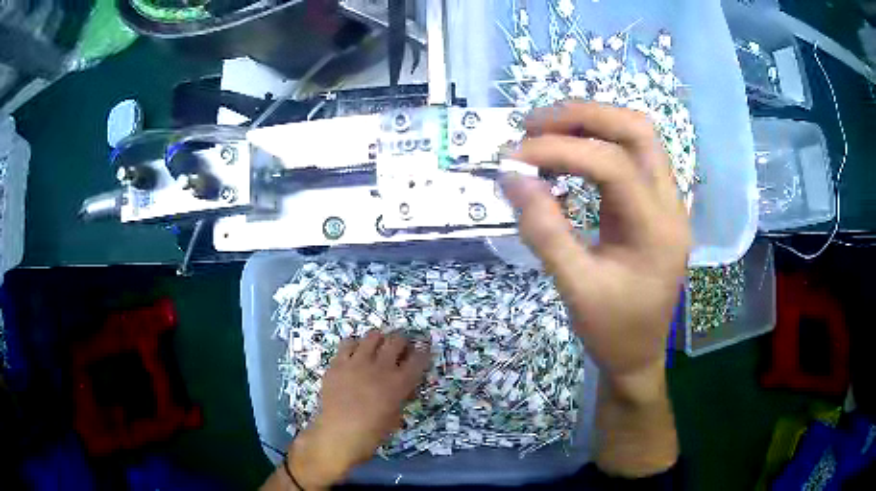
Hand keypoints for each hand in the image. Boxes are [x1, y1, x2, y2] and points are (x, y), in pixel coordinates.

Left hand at [288, 331, 430, 488]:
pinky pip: (348, 343)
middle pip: (396, 340)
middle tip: (399, 347)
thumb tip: (404, 385)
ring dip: (379, 340)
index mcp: (399, 383)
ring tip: (377, 347)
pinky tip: (354, 354)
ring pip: (372, 336)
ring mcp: (357, 363)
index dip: (423, 351)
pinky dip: (355, 345)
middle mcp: (381, 367)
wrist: (340, 434)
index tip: (422, 349)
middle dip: (402, 341)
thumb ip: (401, 395)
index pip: (418, 358)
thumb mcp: (396, 415)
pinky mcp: (338, 363)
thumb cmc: (373, 432)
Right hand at [502, 101, 687, 475]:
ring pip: (638, 136)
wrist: (639, 355)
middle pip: (638, 130)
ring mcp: (666, 201)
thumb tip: (512, 177)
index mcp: (658, 230)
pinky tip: (566, 157)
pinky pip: (631, 155)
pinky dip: (596, 143)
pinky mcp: (654, 204)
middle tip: (533, 126)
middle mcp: (670, 205)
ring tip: (546, 134)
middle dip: (583, 117)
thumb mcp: (575, 288)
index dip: (562, 150)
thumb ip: (544, 231)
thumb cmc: (612, 330)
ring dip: (591, 123)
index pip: (613, 165)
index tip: (514, 157)